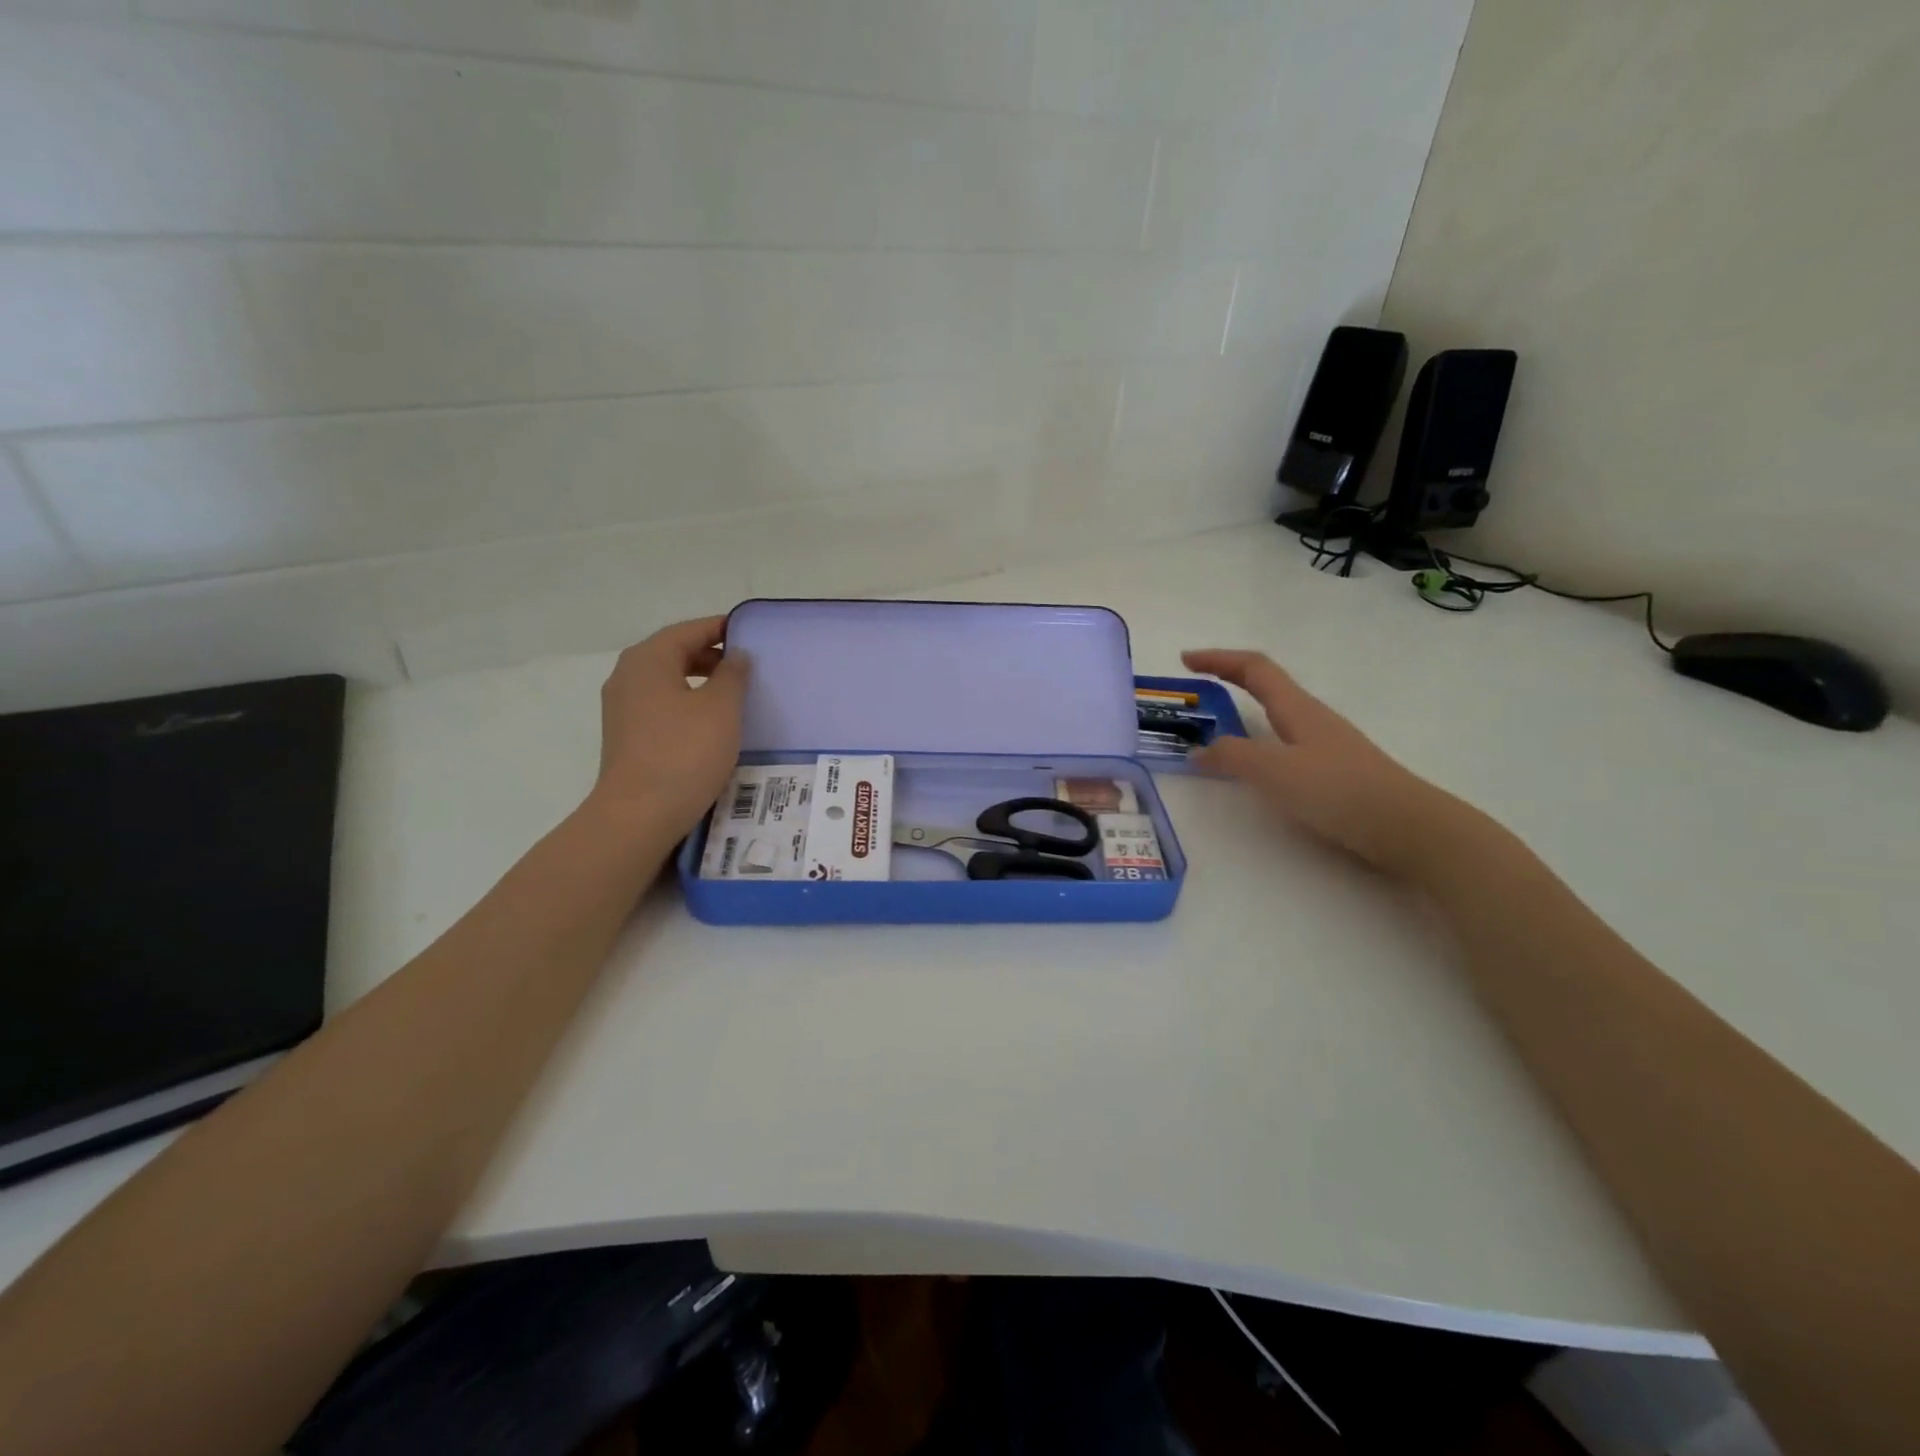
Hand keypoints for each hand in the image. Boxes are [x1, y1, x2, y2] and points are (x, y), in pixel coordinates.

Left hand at [589, 616, 748, 835]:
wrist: (639, 815)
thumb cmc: (685, 753)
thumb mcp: (721, 708)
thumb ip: (732, 674)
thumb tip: (736, 655)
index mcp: (648, 659)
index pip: (689, 630)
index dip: (721, 628)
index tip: (752, 634)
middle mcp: (628, 676)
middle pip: (674, 652)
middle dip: (711, 655)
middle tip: (748, 666)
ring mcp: (622, 707)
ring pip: (668, 680)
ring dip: (700, 681)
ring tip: (734, 695)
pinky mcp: (626, 735)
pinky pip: (661, 705)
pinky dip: (687, 703)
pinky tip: (711, 723)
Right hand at [1182, 648, 1469, 877]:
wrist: (1409, 828)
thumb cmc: (1339, 790)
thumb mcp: (1274, 771)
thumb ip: (1232, 756)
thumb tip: (1200, 750)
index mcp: (1297, 708)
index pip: (1253, 668)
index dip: (1218, 659)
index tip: (1185, 659)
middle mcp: (1311, 718)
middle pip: (1266, 686)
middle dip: (1228, 681)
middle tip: (1196, 692)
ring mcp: (1325, 744)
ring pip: (1276, 716)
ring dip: (1242, 713)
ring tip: (1215, 731)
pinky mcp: (1333, 772)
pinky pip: (1284, 744)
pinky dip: (1257, 744)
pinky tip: (1254, 768)